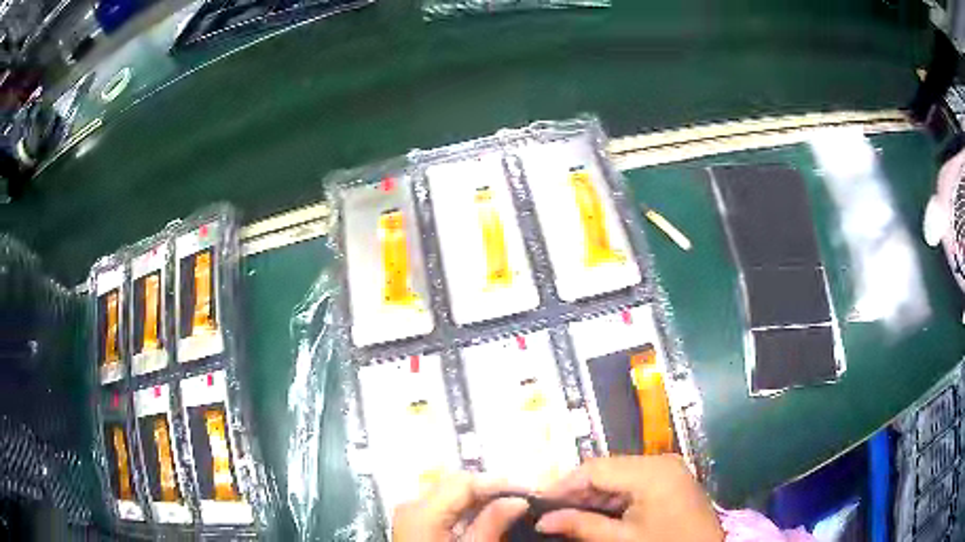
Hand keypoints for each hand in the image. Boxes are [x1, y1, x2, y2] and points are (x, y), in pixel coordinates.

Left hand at [392, 471, 528, 541]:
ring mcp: (411, 513)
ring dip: (479, 497)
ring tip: (508, 505)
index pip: (465, 481)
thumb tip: (518, 500)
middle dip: (490, 488)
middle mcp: (412, 505)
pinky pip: (443, 504)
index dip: (498, 482)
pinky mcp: (415, 523)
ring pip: (450, 492)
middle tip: (520, 498)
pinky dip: (466, 507)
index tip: (527, 490)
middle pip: (455, 483)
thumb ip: (493, 523)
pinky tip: (485, 516)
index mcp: (422, 510)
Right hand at [536, 455, 722, 541]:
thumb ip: (581, 525)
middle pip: (606, 469)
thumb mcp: (621, 540)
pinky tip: (594, 513)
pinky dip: (611, 497)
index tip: (538, 502)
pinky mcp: (669, 479)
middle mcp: (659, 461)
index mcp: (651, 471)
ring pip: (617, 476)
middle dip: (576, 491)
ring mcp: (667, 469)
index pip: (595, 468)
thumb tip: (543, 520)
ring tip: (566, 514)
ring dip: (592, 495)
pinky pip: (632, 482)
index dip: (563, 484)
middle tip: (550, 511)